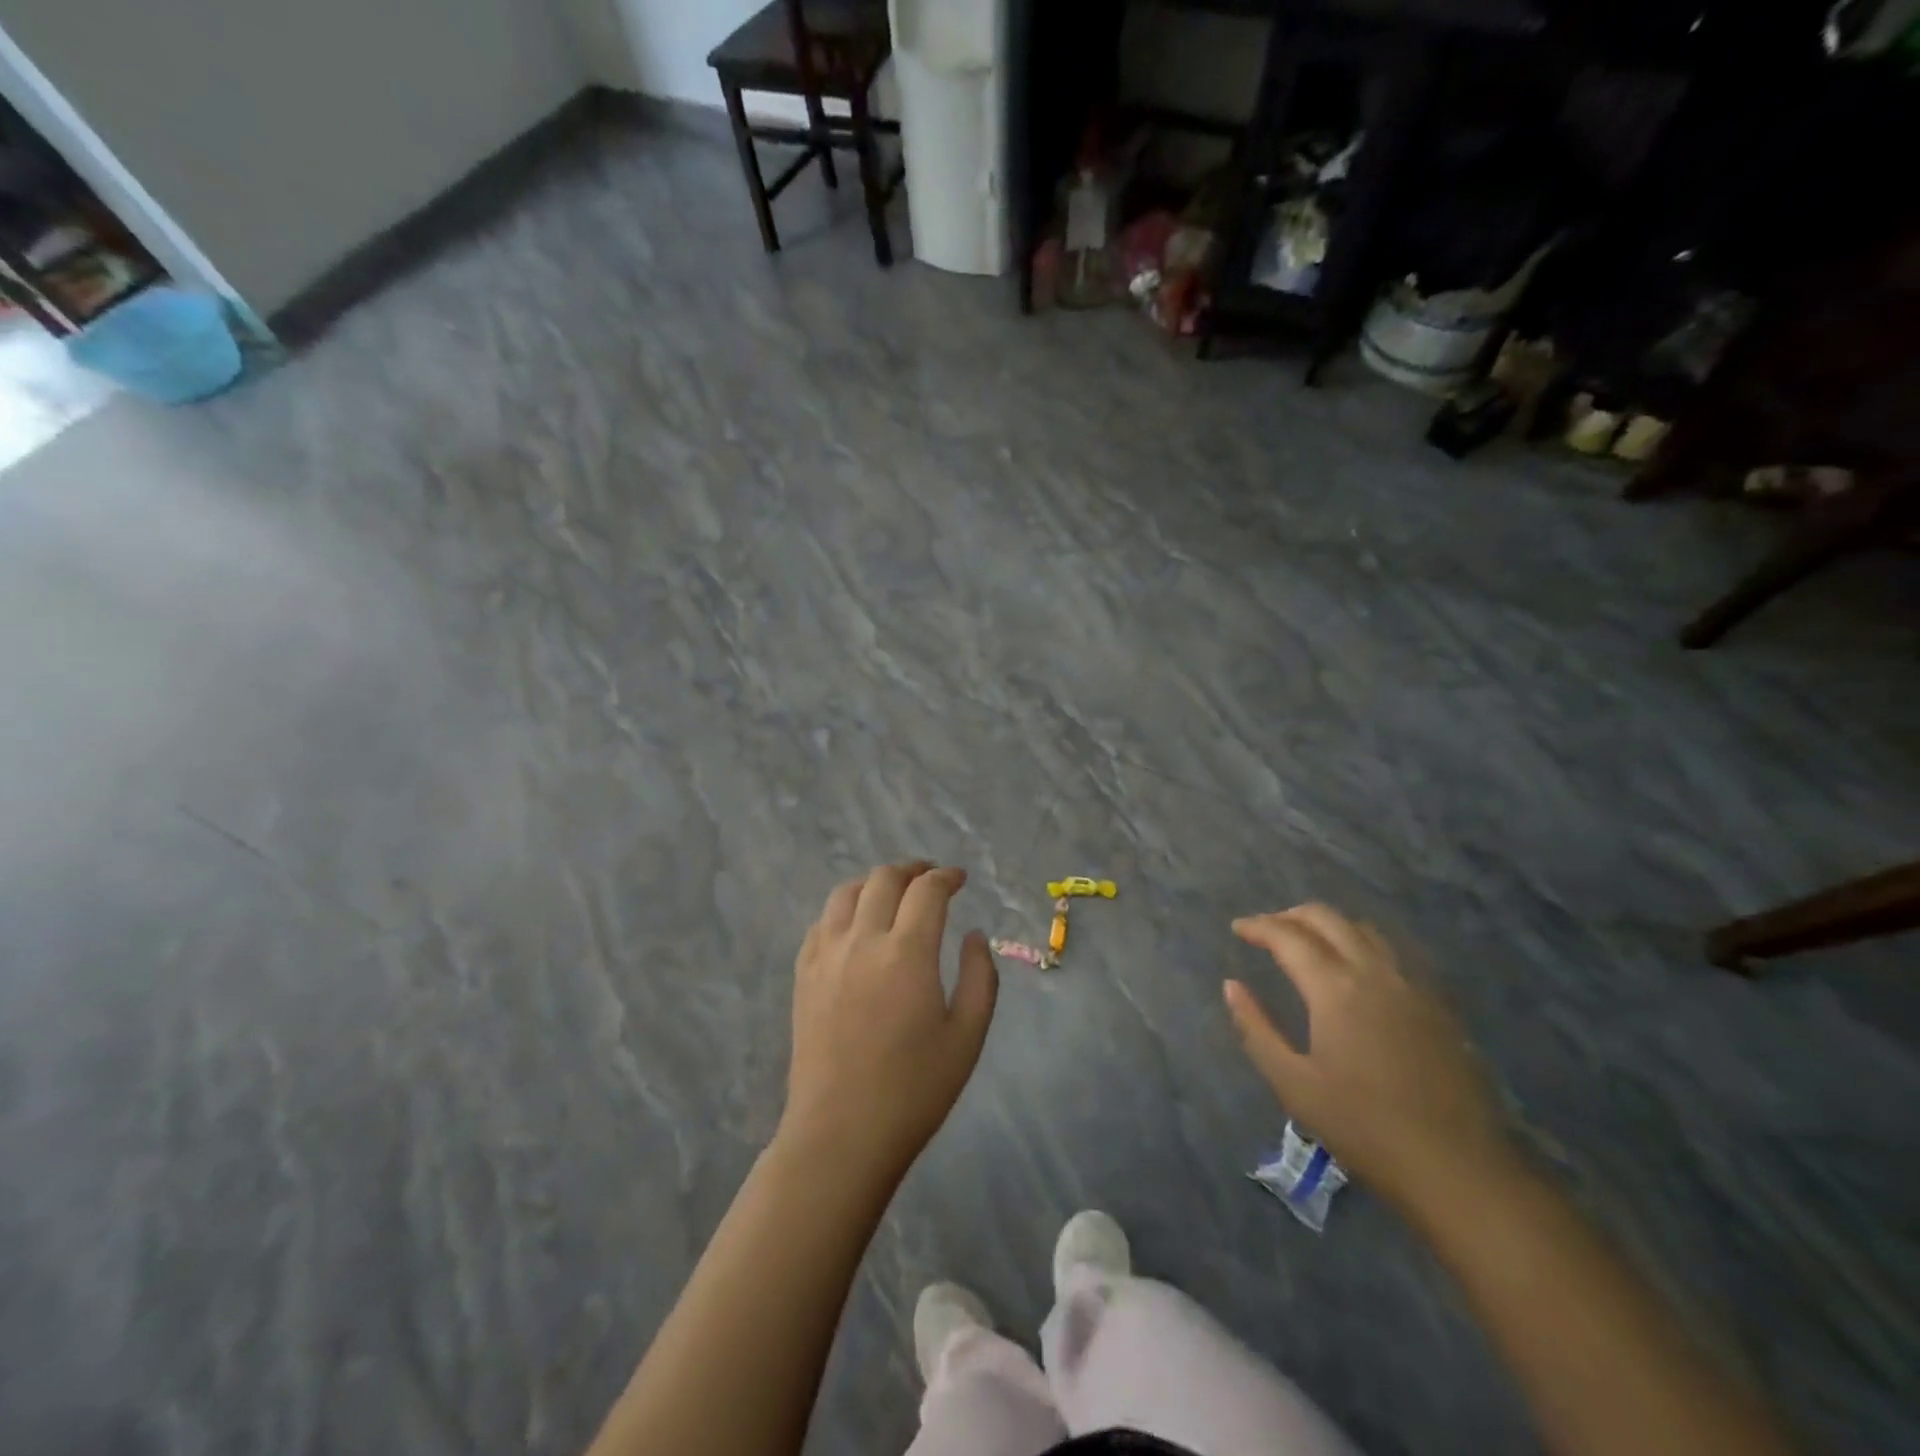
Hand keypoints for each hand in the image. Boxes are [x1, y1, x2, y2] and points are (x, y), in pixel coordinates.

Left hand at [779, 862, 997, 1184]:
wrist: (842, 1133)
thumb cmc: (914, 1090)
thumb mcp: (968, 1036)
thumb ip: (980, 977)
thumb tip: (973, 935)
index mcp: (907, 953)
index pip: (927, 891)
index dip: (946, 877)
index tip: (960, 879)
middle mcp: (862, 941)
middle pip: (884, 879)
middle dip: (913, 870)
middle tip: (931, 879)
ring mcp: (826, 956)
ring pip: (847, 892)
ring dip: (875, 883)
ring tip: (893, 894)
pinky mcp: (803, 975)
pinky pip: (822, 922)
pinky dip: (844, 909)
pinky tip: (856, 926)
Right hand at [1225, 904, 1511, 1212]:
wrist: (1459, 1169)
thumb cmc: (1364, 1127)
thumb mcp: (1293, 1084)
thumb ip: (1256, 1029)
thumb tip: (1231, 986)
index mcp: (1335, 988)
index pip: (1288, 936)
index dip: (1259, 926)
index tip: (1238, 928)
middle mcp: (1374, 972)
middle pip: (1328, 919)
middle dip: (1291, 915)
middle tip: (1267, 929)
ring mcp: (1412, 986)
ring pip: (1364, 930)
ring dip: (1329, 925)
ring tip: (1307, 941)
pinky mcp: (1437, 1005)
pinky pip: (1393, 953)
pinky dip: (1361, 943)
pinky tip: (1355, 968)